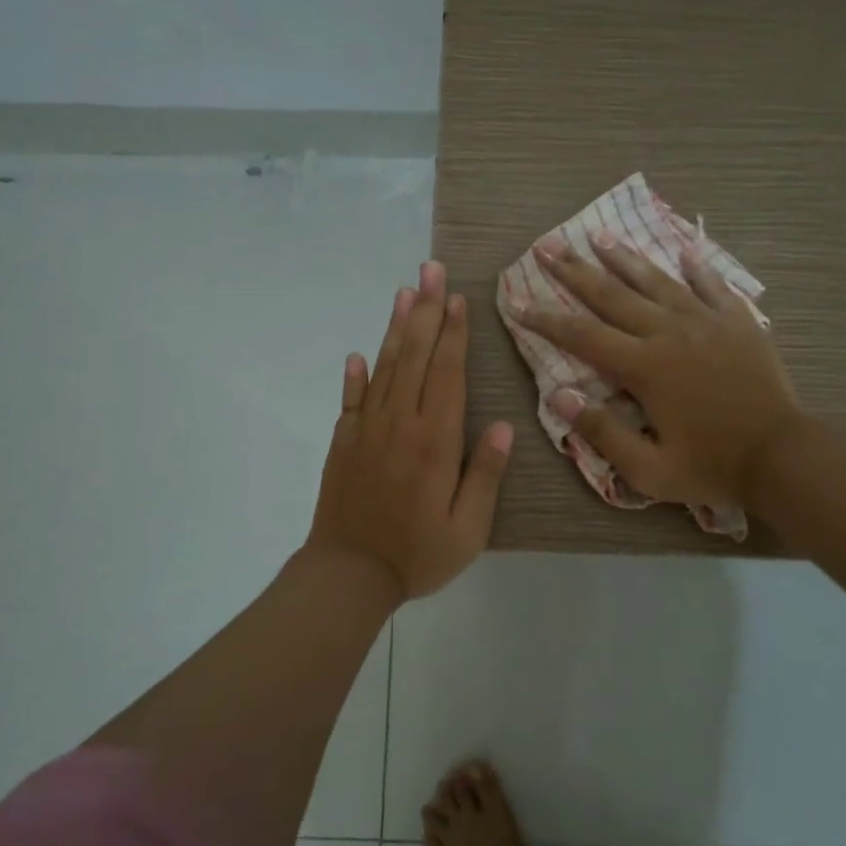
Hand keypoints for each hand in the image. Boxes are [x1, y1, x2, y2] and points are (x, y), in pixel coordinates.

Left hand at [308, 261, 513, 601]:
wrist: (347, 575)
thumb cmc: (417, 554)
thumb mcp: (467, 528)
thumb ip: (485, 474)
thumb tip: (502, 425)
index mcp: (434, 440)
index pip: (446, 373)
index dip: (453, 334)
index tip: (457, 298)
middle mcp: (400, 423)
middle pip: (413, 356)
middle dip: (424, 311)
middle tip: (430, 270)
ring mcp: (367, 429)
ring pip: (383, 368)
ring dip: (394, 328)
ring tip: (403, 292)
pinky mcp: (343, 442)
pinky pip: (350, 400)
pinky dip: (354, 375)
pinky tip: (358, 354)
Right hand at [513, 236, 800, 510]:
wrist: (783, 456)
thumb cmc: (711, 466)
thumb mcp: (649, 469)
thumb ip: (602, 432)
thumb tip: (558, 396)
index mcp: (644, 367)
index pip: (582, 336)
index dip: (545, 318)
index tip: (516, 300)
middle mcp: (669, 332)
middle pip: (612, 295)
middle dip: (574, 270)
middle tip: (547, 245)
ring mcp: (706, 321)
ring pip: (656, 280)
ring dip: (624, 257)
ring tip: (599, 234)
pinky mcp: (738, 321)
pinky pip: (712, 284)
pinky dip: (695, 265)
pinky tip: (683, 247)